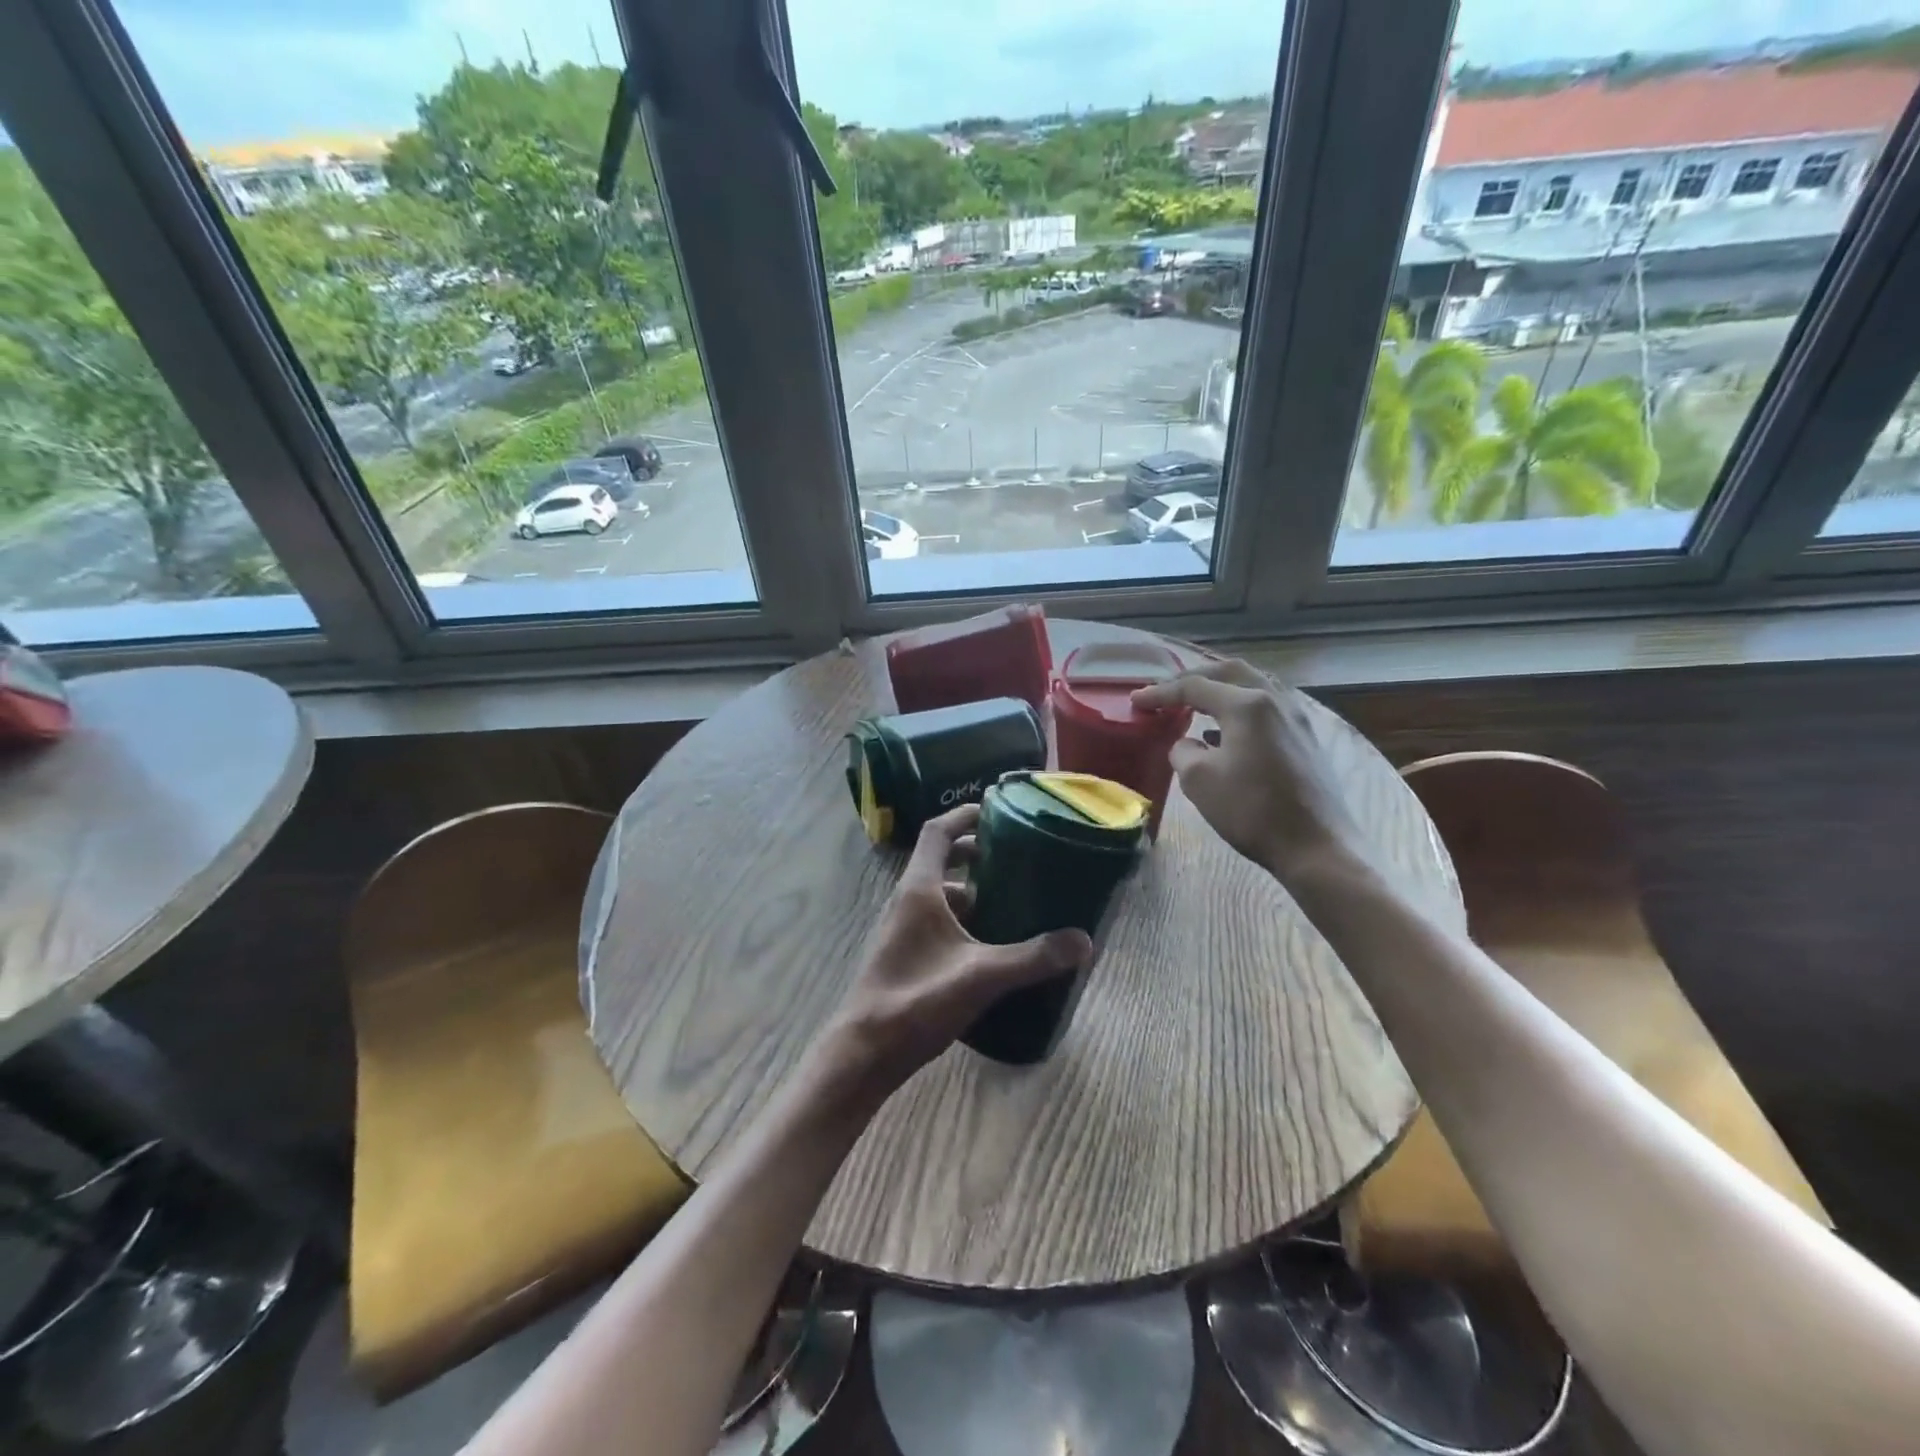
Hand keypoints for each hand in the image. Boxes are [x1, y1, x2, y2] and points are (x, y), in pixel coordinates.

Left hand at [816, 805, 1091, 1105]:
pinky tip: (991, 945)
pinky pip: (937, 921)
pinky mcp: (905, 954)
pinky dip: (964, 920)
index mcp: (919, 890)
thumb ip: (1033, 957)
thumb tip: (1083, 940)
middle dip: (977, 855)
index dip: (965, 815)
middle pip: (941, 860)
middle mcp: (907, 900)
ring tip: (1013, 901)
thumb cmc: (917, 1000)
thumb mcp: (981, 976)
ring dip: (973, 891)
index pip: (938, 832)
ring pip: (940, 894)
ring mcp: (902, 928)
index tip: (997, 810)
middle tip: (1017, 859)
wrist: (864, 1053)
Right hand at [1133, 658, 1370, 884]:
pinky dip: (1240, 707)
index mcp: (1247, 704)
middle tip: (1169, 690)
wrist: (1316, 846)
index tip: (1136, 701)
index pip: (1195, 687)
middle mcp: (1275, 700)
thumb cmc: (1252, 810)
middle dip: (1195, 677)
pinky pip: (1267, 707)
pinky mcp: (1306, 738)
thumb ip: (1183, 751)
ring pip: (1254, 685)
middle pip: (1230, 672)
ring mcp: (1296, 718)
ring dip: (1222, 689)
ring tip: (1197, 703)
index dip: (1161, 693)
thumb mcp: (1199, 780)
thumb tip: (1189, 744)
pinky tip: (1226, 731)